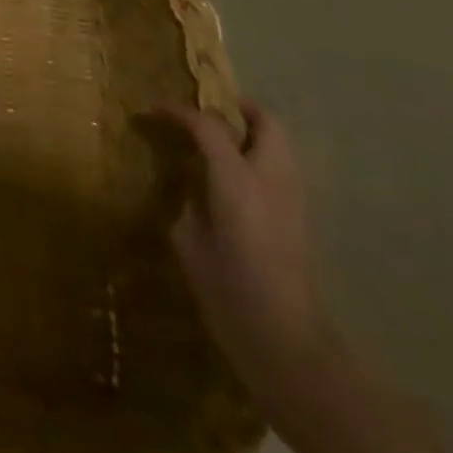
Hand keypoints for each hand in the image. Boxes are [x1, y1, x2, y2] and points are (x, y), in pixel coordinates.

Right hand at [161, 101, 339, 413]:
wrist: (285, 343)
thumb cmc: (227, 291)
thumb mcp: (189, 240)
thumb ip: (188, 199)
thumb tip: (188, 182)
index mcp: (237, 179)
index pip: (206, 125)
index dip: (177, 112)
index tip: (152, 111)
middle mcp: (271, 178)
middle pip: (264, 121)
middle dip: (235, 109)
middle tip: (203, 114)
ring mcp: (292, 197)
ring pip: (277, 143)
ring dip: (250, 132)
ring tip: (216, 143)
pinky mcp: (300, 218)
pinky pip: (279, 169)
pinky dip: (257, 159)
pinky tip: (233, 179)